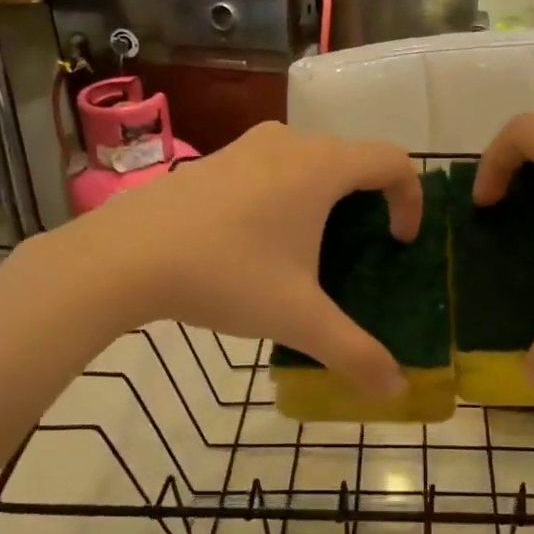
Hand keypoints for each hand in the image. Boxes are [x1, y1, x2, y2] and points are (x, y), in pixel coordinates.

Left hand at [63, 123, 421, 397]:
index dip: (410, 199)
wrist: (123, 256)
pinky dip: (285, 193)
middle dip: (368, 201)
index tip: (398, 243)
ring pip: (308, 160)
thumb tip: (397, 391)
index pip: (393, 161)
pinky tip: (256, 241)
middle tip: (358, 251)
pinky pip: (270, 166)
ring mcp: (246, 146)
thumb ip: (354, 353)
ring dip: (325, 196)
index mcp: (322, 167)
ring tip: (309, 248)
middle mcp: (289, 142)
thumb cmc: (225, 275)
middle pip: (352, 159)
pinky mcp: (213, 160)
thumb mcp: (297, 318)